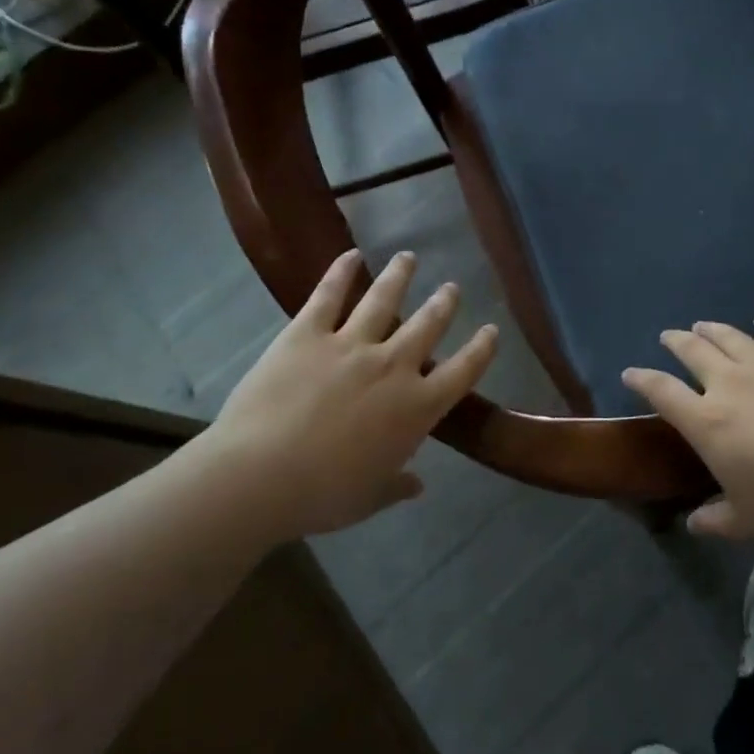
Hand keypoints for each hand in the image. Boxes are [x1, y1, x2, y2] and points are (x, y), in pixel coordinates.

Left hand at [201, 249, 496, 536]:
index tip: (492, 330)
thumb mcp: (369, 498)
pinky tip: (350, 254)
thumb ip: (397, 486)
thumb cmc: (323, 495)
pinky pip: (328, 296)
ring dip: (399, 276)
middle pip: (428, 325)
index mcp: (417, 408)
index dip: (481, 349)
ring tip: (408, 258)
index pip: (463, 371)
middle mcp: (393, 367)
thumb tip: (417, 486)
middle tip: (452, 288)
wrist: (261, 476)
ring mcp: (351, 345)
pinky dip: (340, 272)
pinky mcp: (307, 335)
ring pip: (383, 300)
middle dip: (444, 303)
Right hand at [622, 318, 753, 538]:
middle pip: (693, 352)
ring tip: (702, 324)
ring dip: (711, 329)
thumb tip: (693, 524)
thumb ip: (715, 519)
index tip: (630, 373)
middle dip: (675, 342)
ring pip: (729, 337)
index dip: (641, 379)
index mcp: (707, 421)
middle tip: (668, 337)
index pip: (662, 391)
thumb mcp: (747, 519)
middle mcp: (728, 384)